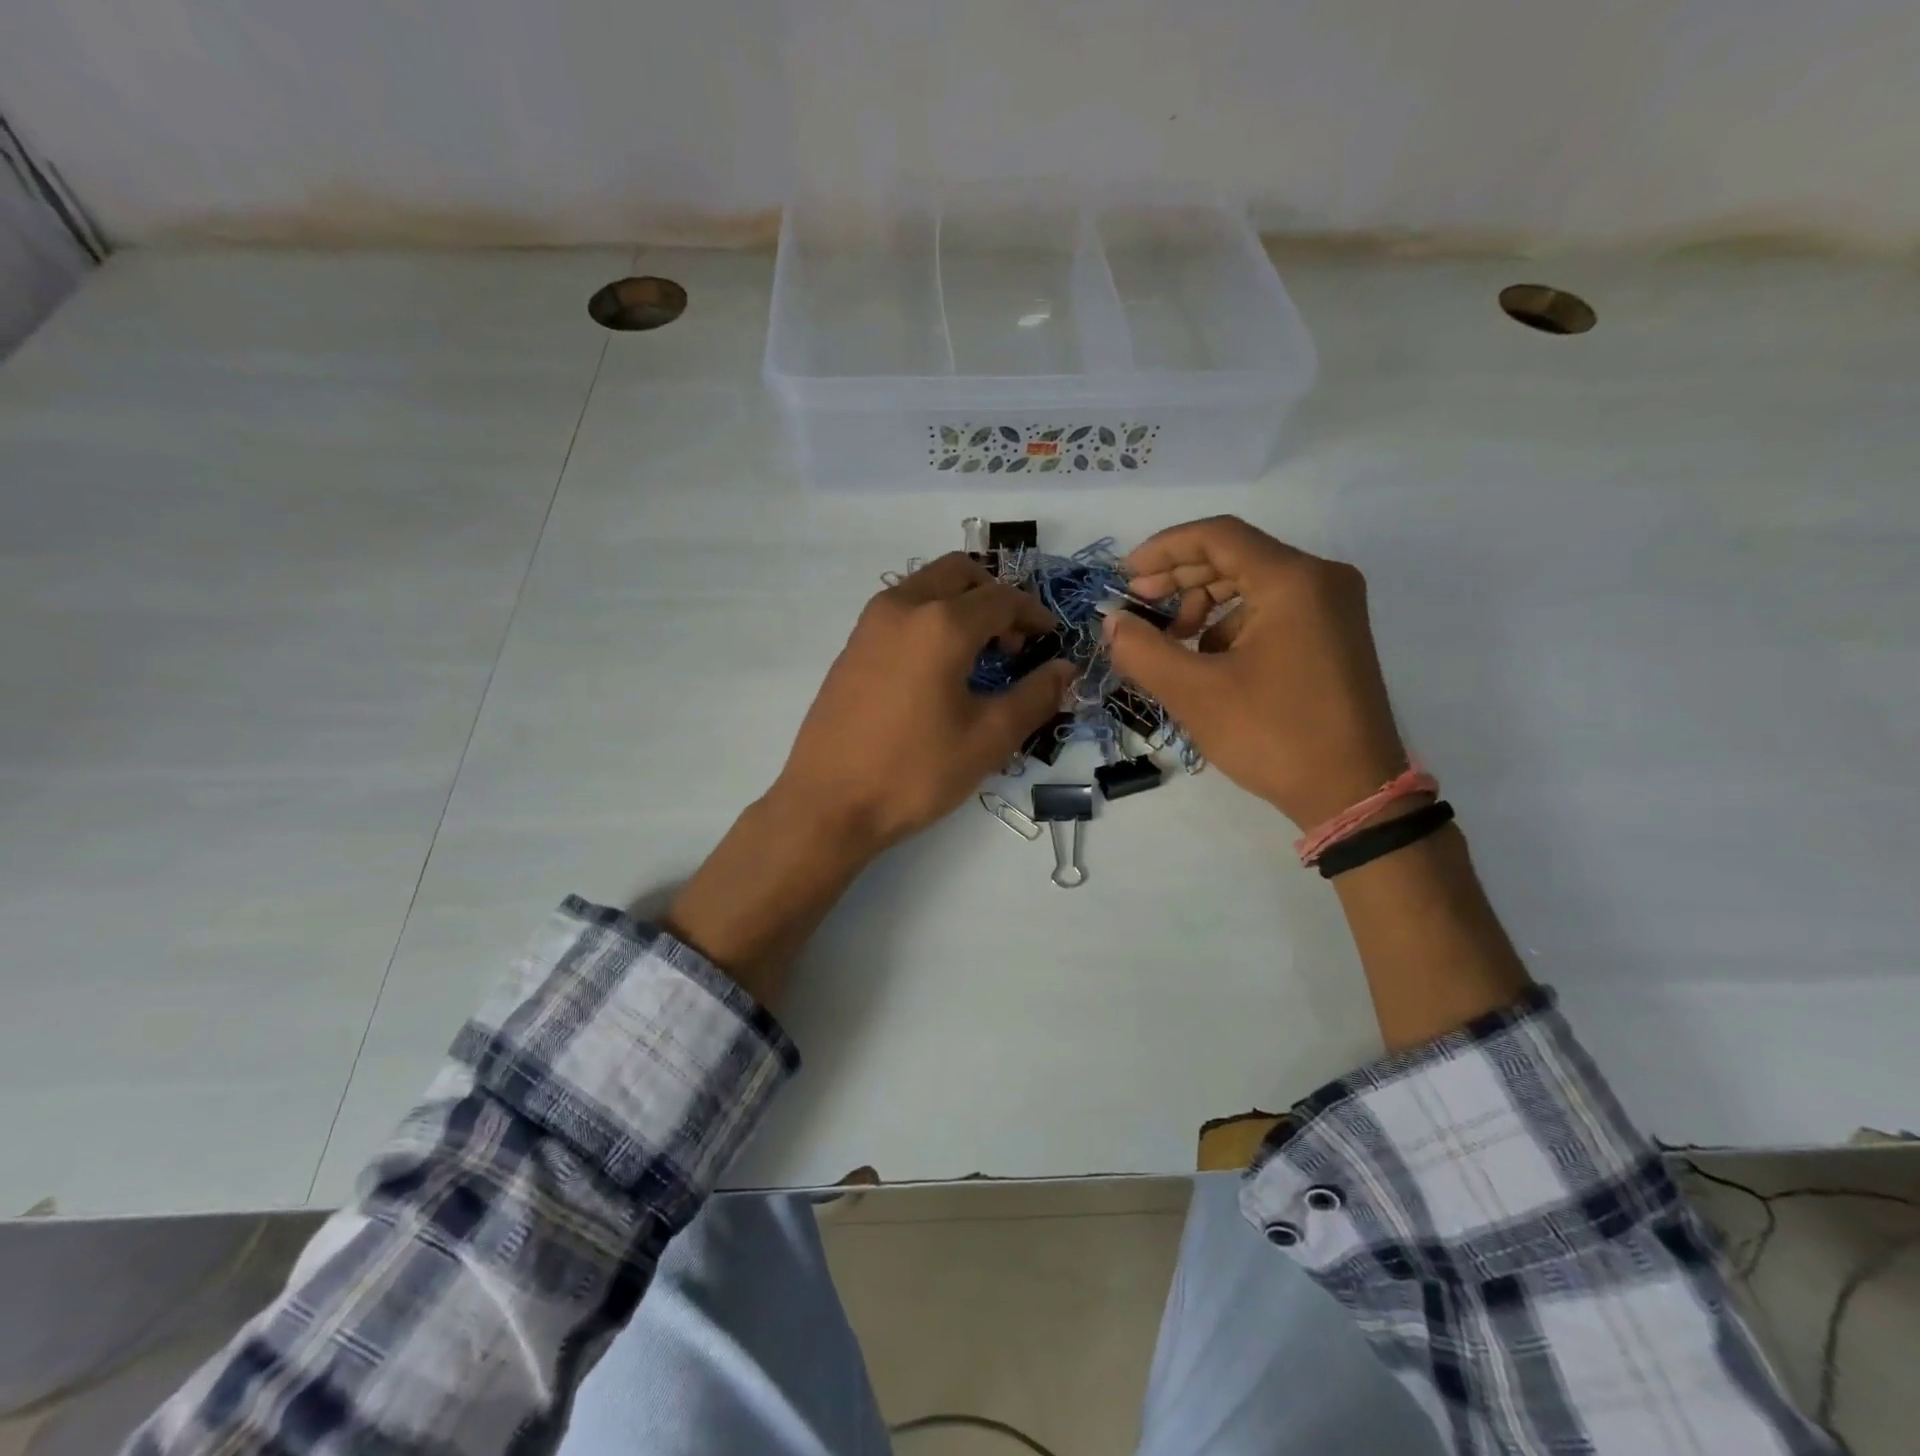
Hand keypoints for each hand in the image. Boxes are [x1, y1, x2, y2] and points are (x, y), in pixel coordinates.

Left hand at [772, 553, 1073, 858]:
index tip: (1049, 639)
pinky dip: (931, 617)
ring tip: (978, 655)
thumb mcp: (988, 739)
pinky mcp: (852, 645)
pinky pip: (902, 609)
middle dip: (995, 597)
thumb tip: (1065, 669)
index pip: (1002, 598)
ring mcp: (871, 623)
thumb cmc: (915, 772)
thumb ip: (1034, 697)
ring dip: (961, 603)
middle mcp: (903, 607)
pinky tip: (938, 668)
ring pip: (927, 585)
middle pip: (960, 573)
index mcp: (941, 624)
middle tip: (1013, 642)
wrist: (829, 803)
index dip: (1033, 614)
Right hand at [1103, 517, 1407, 828]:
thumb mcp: (1196, 693)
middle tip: (1137, 606)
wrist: (1352, 793)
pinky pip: (1272, 610)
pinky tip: (1206, 660)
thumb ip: (1143, 650)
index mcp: (1293, 580)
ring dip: (1203, 604)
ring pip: (1252, 584)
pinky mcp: (1333, 636)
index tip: (1124, 577)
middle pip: (1235, 556)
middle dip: (1179, 578)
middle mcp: (1321, 579)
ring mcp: (1333, 608)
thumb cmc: (1273, 735)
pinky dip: (1231, 624)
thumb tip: (1113, 622)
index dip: (1163, 549)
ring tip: (1171, 642)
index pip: (1218, 536)